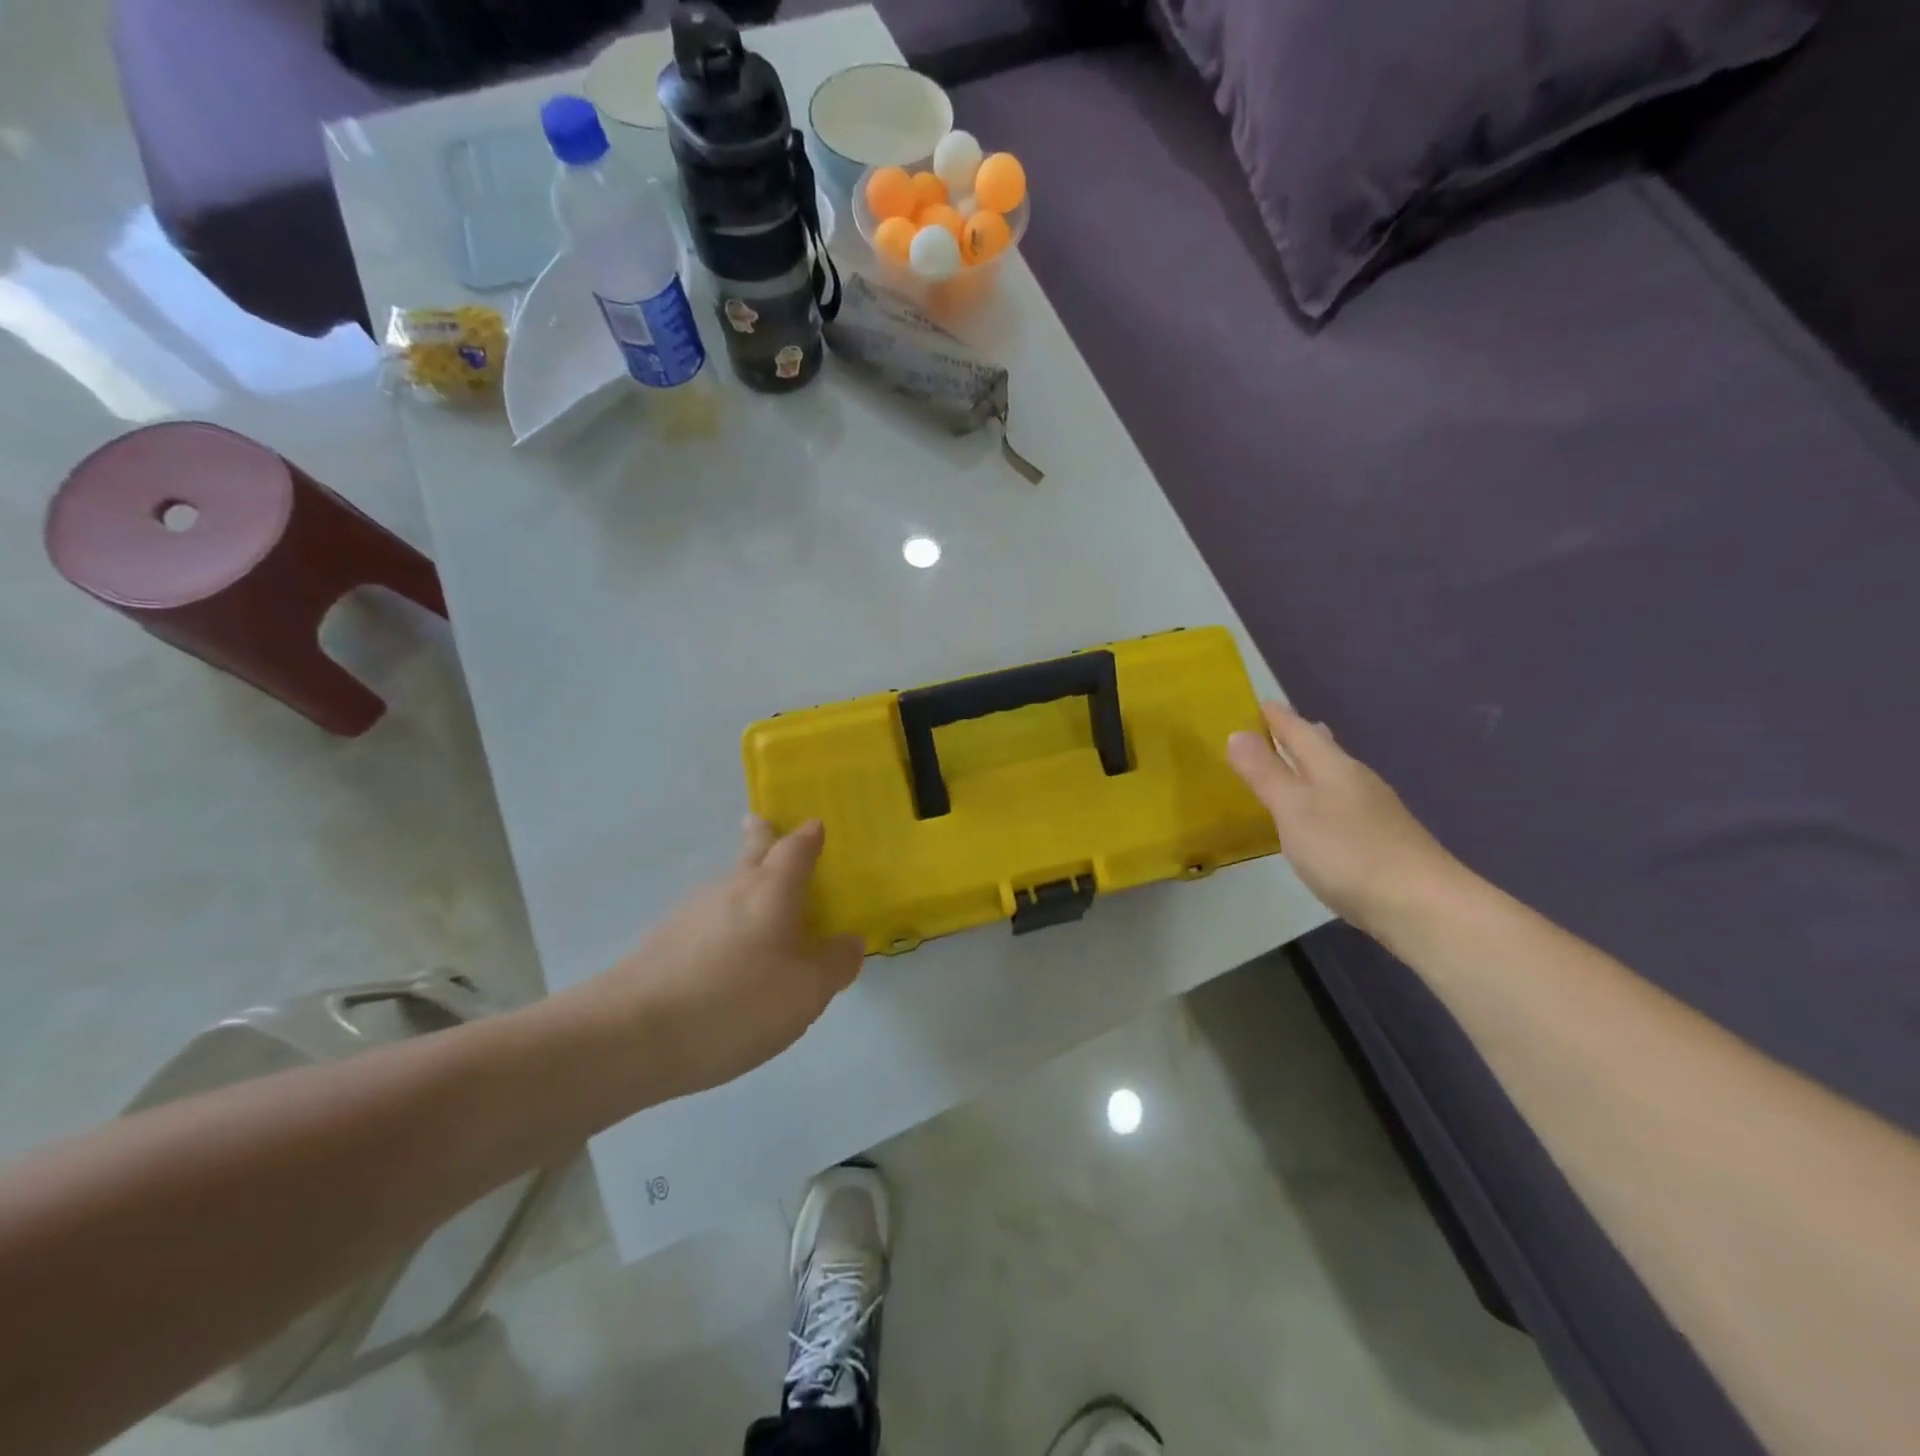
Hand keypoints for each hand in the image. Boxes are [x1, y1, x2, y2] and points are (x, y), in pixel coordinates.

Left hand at [587, 818, 864, 1099]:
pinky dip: (725, 926)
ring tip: (762, 914)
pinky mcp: (664, 942)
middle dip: (762, 836)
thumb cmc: (735, 1003)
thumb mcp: (806, 993)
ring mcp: (691, 913)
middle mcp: (731, 888)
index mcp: (771, 890)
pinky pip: (708, 921)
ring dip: (745, 889)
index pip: (795, 849)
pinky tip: (728, 961)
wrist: (630, 1036)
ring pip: (728, 888)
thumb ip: (835, 964)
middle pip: (751, 852)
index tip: (815, 826)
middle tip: (763, 824)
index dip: (809, 837)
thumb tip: (850, 942)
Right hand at [1227, 702, 1461, 933]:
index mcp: (1333, 767)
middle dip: (1299, 737)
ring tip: (1294, 766)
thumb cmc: (1348, 851)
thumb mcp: (1294, 809)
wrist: (1422, 906)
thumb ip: (1265, 773)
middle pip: (1324, 749)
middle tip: (1277, 727)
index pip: (1300, 731)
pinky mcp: (1383, 840)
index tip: (1259, 702)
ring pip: (1336, 776)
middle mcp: (1356, 781)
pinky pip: (1343, 804)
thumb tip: (1237, 733)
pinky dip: (1324, 797)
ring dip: (1312, 767)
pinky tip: (1321, 816)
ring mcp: (1375, 811)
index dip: (1278, 717)